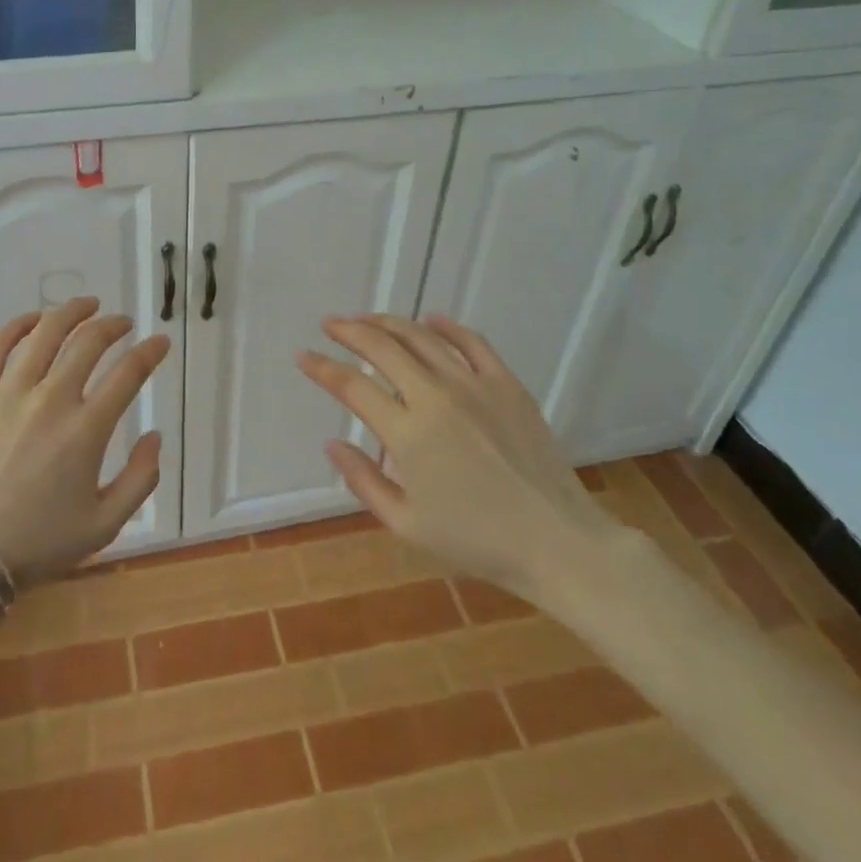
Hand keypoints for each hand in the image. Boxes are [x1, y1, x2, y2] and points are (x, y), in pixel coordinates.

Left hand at [0, 297, 168, 586]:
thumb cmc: (37, 544)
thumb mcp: (104, 525)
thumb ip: (140, 479)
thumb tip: (155, 436)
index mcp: (86, 430)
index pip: (128, 373)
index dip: (150, 352)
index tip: (159, 342)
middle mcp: (51, 400)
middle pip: (89, 343)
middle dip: (113, 325)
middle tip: (123, 323)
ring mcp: (8, 393)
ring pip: (46, 334)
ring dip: (72, 312)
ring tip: (87, 305)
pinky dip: (19, 325)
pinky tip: (34, 319)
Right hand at [298, 314, 622, 606]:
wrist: (558, 542)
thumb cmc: (477, 542)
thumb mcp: (407, 525)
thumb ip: (363, 481)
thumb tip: (332, 443)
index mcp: (407, 434)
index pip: (352, 387)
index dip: (322, 368)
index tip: (303, 356)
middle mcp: (435, 397)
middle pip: (382, 348)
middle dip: (349, 331)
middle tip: (331, 325)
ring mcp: (474, 385)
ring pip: (421, 337)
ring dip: (388, 323)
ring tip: (368, 320)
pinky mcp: (506, 383)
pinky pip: (471, 342)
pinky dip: (446, 326)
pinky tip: (430, 319)